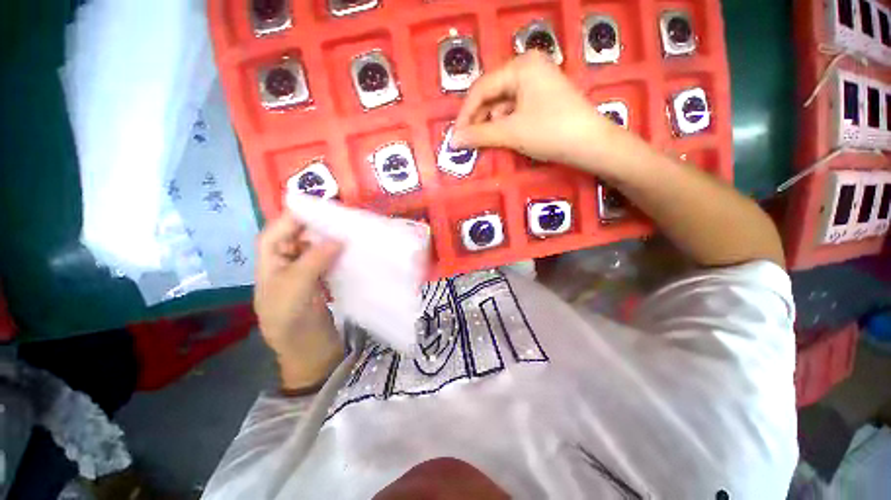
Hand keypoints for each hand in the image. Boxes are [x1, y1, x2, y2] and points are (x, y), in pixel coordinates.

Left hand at [254, 214, 343, 390]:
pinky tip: (353, 249)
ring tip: (352, 230)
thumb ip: (312, 261)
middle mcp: (285, 265)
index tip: (322, 206)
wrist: (310, 355)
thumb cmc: (293, 325)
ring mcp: (305, 273)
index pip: (277, 232)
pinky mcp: (322, 281)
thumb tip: (338, 237)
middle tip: (343, 217)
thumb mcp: (295, 292)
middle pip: (297, 236)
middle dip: (317, 225)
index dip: (295, 217)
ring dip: (331, 238)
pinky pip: (329, 259)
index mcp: (269, 265)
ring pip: (315, 247)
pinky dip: (339, 252)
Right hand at [451, 51, 634, 171]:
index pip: (482, 88)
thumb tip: (453, 141)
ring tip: (486, 141)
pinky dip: (505, 123)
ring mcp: (537, 81)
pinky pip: (515, 108)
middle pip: (492, 93)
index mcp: (520, 66)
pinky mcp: (543, 97)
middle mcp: (528, 67)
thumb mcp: (511, 132)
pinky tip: (503, 136)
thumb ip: (479, 135)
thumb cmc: (550, 132)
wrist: (592, 144)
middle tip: (468, 141)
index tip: (456, 136)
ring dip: (491, 123)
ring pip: (503, 102)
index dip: (465, 114)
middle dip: (478, 119)